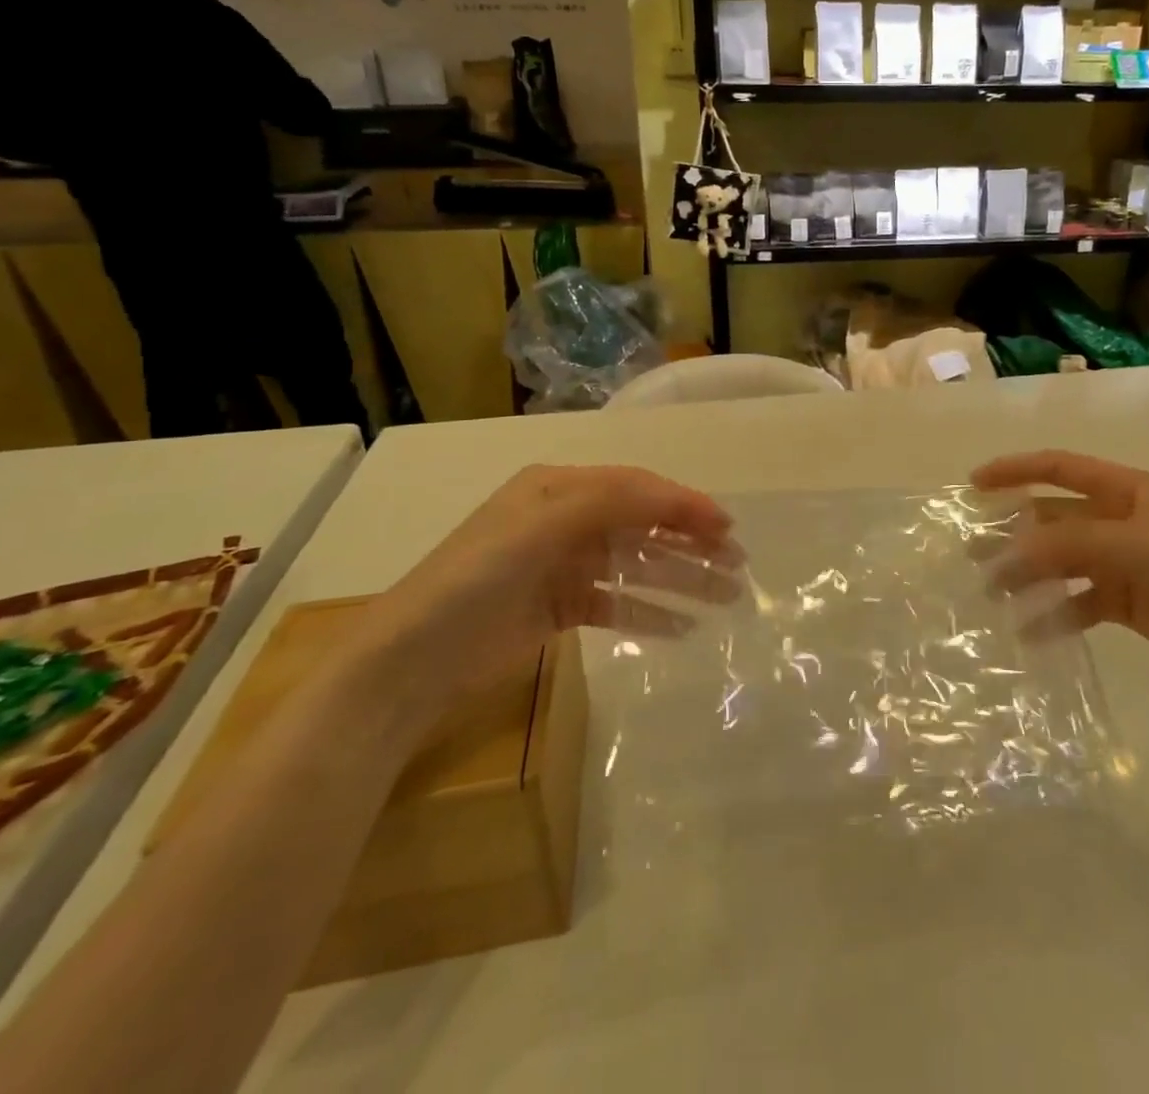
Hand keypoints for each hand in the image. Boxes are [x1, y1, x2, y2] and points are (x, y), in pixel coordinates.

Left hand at [367, 465, 738, 701]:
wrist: (411, 661)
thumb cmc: (478, 578)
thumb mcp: (543, 525)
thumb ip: (612, 502)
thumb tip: (678, 500)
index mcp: (559, 488)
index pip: (636, 488)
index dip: (684, 504)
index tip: (726, 527)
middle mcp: (566, 520)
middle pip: (643, 526)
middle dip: (691, 543)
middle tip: (737, 564)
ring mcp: (563, 566)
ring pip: (636, 566)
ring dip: (681, 579)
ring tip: (725, 597)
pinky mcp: (560, 608)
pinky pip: (617, 603)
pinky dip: (649, 612)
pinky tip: (684, 627)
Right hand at [972, 450, 1148, 673]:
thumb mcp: (1134, 543)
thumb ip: (1070, 543)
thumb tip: (1011, 552)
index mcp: (1120, 489)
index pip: (1057, 468)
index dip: (1015, 470)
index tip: (974, 484)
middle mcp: (1113, 520)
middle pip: (1051, 519)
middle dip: (1012, 533)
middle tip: (972, 553)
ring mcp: (1116, 561)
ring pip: (1058, 562)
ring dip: (1027, 576)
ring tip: (992, 594)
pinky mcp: (1121, 601)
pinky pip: (1076, 602)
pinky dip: (1053, 615)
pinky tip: (1030, 632)